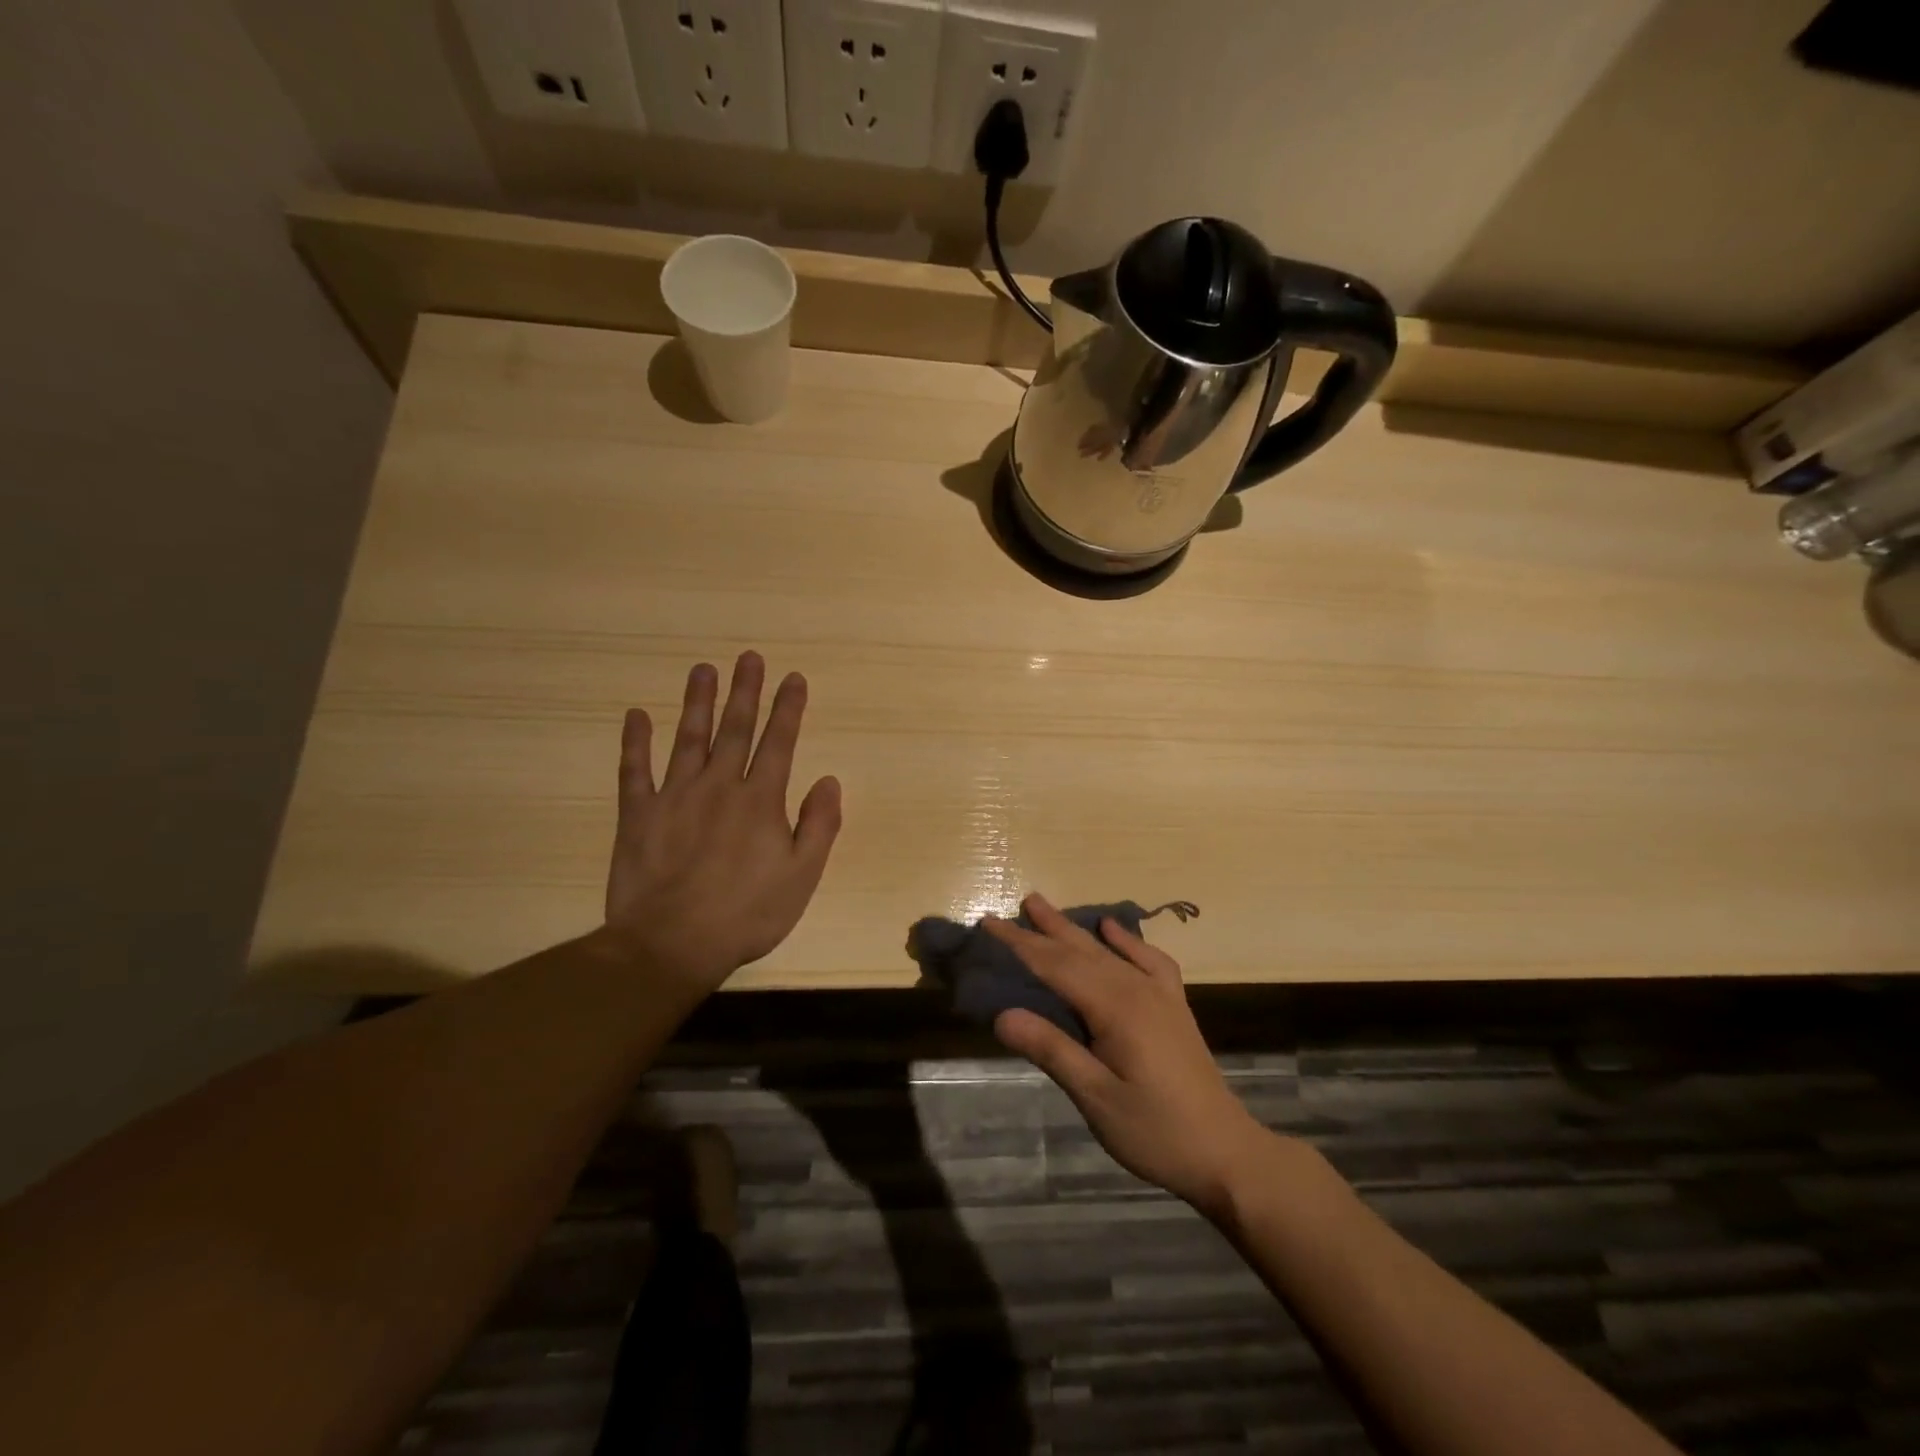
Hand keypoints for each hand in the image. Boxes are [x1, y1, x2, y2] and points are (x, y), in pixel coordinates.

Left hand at [603, 652, 841, 992]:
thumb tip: (829, 780)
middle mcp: (719, 785)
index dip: (788, 708)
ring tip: (703, 669)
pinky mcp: (637, 814)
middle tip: (749, 657)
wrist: (672, 944)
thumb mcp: (802, 876)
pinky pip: (634, 770)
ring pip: (688, 738)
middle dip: (745, 691)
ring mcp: (674, 796)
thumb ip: (819, 825)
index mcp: (760, 800)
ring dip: (697, 702)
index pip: (779, 742)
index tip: (794, 678)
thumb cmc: (747, 913)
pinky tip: (636, 714)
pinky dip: (634, 741)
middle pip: (735, 729)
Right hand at [985, 894, 1269, 1216]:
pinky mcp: (1173, 1005)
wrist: (1225, 1152)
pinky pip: (1148, 959)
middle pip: (1079, 951)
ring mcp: (1158, 994)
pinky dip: (1126, 940)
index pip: (1055, 966)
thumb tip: (1003, 1015)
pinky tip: (1111, 928)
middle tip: (1012, 906)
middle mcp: (1136, 989)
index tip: (989, 923)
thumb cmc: (1155, 1131)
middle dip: (1042, 929)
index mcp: (1114, 1008)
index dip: (1020, 944)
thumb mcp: (1096, 1098)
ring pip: (1106, 951)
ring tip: (1044, 907)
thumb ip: (1052, 1051)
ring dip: (1073, 928)